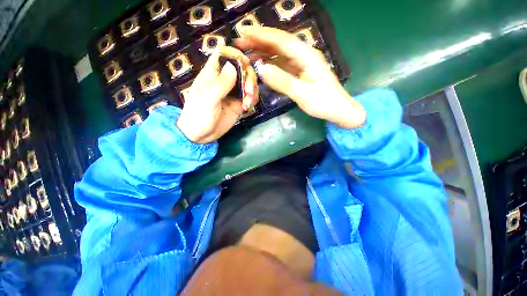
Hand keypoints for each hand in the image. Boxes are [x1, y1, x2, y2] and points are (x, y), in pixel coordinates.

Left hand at [177, 51, 257, 143]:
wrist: (201, 136)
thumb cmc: (198, 115)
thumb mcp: (207, 99)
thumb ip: (221, 84)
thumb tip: (232, 66)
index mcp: (211, 75)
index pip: (223, 56)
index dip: (234, 55)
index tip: (244, 62)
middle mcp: (224, 81)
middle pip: (240, 68)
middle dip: (248, 76)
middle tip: (249, 90)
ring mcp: (233, 93)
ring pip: (247, 83)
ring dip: (252, 89)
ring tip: (248, 102)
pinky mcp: (238, 104)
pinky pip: (249, 97)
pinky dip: (252, 100)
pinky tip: (248, 106)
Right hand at [236, 27, 365, 128]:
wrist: (338, 111)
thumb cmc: (323, 103)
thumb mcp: (302, 94)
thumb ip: (282, 81)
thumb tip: (261, 69)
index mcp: (307, 56)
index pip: (282, 41)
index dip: (263, 35)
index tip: (244, 31)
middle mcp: (304, 55)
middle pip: (279, 44)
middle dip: (260, 41)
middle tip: (240, 41)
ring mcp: (302, 64)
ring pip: (280, 53)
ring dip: (264, 52)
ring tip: (246, 53)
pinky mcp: (300, 72)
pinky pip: (283, 64)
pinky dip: (271, 63)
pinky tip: (262, 65)